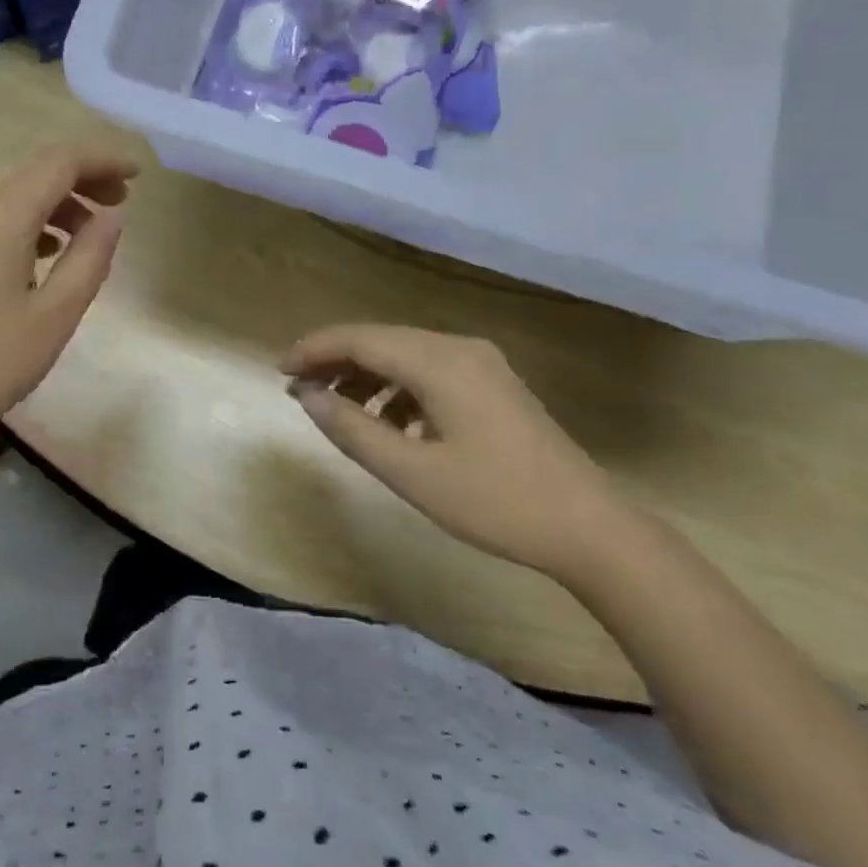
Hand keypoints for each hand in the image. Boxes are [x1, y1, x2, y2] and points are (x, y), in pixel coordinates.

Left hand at [0, 144, 137, 460]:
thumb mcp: (55, 315)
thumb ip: (90, 258)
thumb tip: (110, 218)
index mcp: (1, 213)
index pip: (61, 161)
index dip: (104, 159)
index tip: (137, 175)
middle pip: (30, 169)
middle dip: (78, 179)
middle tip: (114, 206)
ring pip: (2, 189)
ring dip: (46, 200)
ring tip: (77, 236)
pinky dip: (14, 217)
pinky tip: (29, 256)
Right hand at [281, 324, 626, 579]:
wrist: (589, 527)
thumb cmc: (496, 502)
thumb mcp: (412, 473)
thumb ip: (352, 429)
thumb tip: (306, 396)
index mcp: (440, 362)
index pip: (360, 339)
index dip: (314, 350)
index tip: (279, 372)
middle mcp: (459, 348)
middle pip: (381, 339)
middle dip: (335, 360)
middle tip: (298, 389)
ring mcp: (481, 363)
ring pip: (405, 354)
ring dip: (366, 375)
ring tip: (337, 410)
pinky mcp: (492, 383)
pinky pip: (430, 371)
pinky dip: (398, 389)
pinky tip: (389, 425)